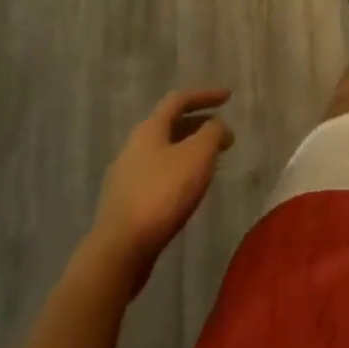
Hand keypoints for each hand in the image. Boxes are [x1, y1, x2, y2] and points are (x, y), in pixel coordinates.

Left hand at [88, 89, 234, 288]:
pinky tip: (187, 189)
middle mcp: (133, 147)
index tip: (229, 98)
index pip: (179, 100)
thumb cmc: (162, 194)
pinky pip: (156, 176)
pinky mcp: (124, 204)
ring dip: (188, 151)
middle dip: (199, 125)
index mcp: (149, 129)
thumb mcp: (198, 155)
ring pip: (163, 152)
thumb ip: (213, 133)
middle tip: (222, 135)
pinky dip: (177, 172)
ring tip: (210, 163)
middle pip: (169, 126)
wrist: (119, 251)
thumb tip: (217, 126)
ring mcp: (125, 177)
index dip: (205, 95)